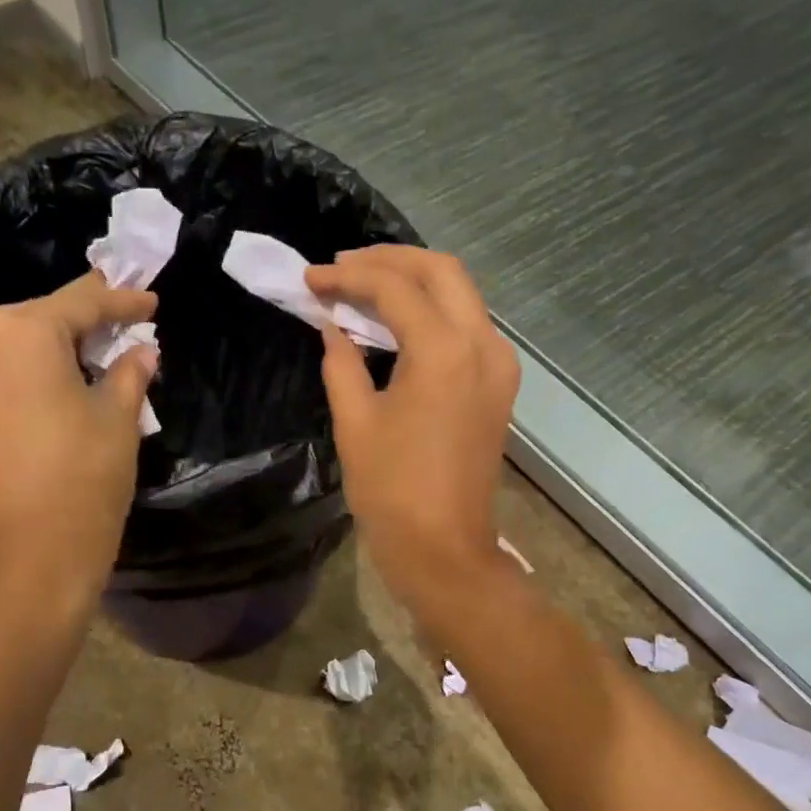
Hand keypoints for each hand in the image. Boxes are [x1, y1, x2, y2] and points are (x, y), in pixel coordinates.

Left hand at [0, 271, 157, 593]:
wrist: (23, 561)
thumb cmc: (82, 479)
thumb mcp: (118, 420)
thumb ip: (129, 373)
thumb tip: (141, 350)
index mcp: (20, 332)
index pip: (81, 302)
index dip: (121, 301)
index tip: (150, 300)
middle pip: (41, 321)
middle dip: (86, 325)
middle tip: (126, 328)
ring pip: (18, 350)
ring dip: (58, 354)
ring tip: (100, 360)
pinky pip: (0, 379)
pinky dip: (34, 378)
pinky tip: (65, 387)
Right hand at [305, 247, 518, 613]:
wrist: (445, 549)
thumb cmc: (392, 491)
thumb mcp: (355, 422)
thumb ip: (341, 362)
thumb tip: (331, 326)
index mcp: (444, 351)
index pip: (394, 287)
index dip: (347, 276)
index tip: (311, 280)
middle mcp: (482, 344)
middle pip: (441, 271)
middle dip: (388, 260)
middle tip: (341, 268)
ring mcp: (498, 364)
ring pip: (460, 294)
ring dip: (413, 281)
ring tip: (362, 287)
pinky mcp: (499, 384)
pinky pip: (467, 325)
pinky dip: (432, 311)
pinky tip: (396, 322)